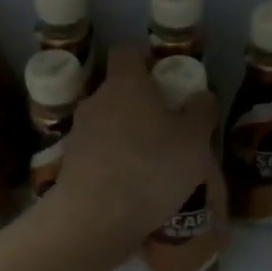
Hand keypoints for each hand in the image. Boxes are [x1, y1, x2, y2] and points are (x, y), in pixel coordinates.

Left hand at [47, 44, 222, 251]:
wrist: (95, 219)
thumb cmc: (151, 169)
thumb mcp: (194, 141)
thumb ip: (200, 113)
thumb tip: (201, 96)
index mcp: (125, 84)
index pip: (128, 52)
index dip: (146, 59)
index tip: (165, 77)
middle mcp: (95, 102)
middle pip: (118, 92)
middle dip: (141, 106)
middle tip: (169, 129)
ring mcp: (78, 135)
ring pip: (108, 126)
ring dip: (128, 138)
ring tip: (154, 166)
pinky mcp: (70, 167)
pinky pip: (100, 156)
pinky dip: (116, 165)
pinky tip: (134, 190)